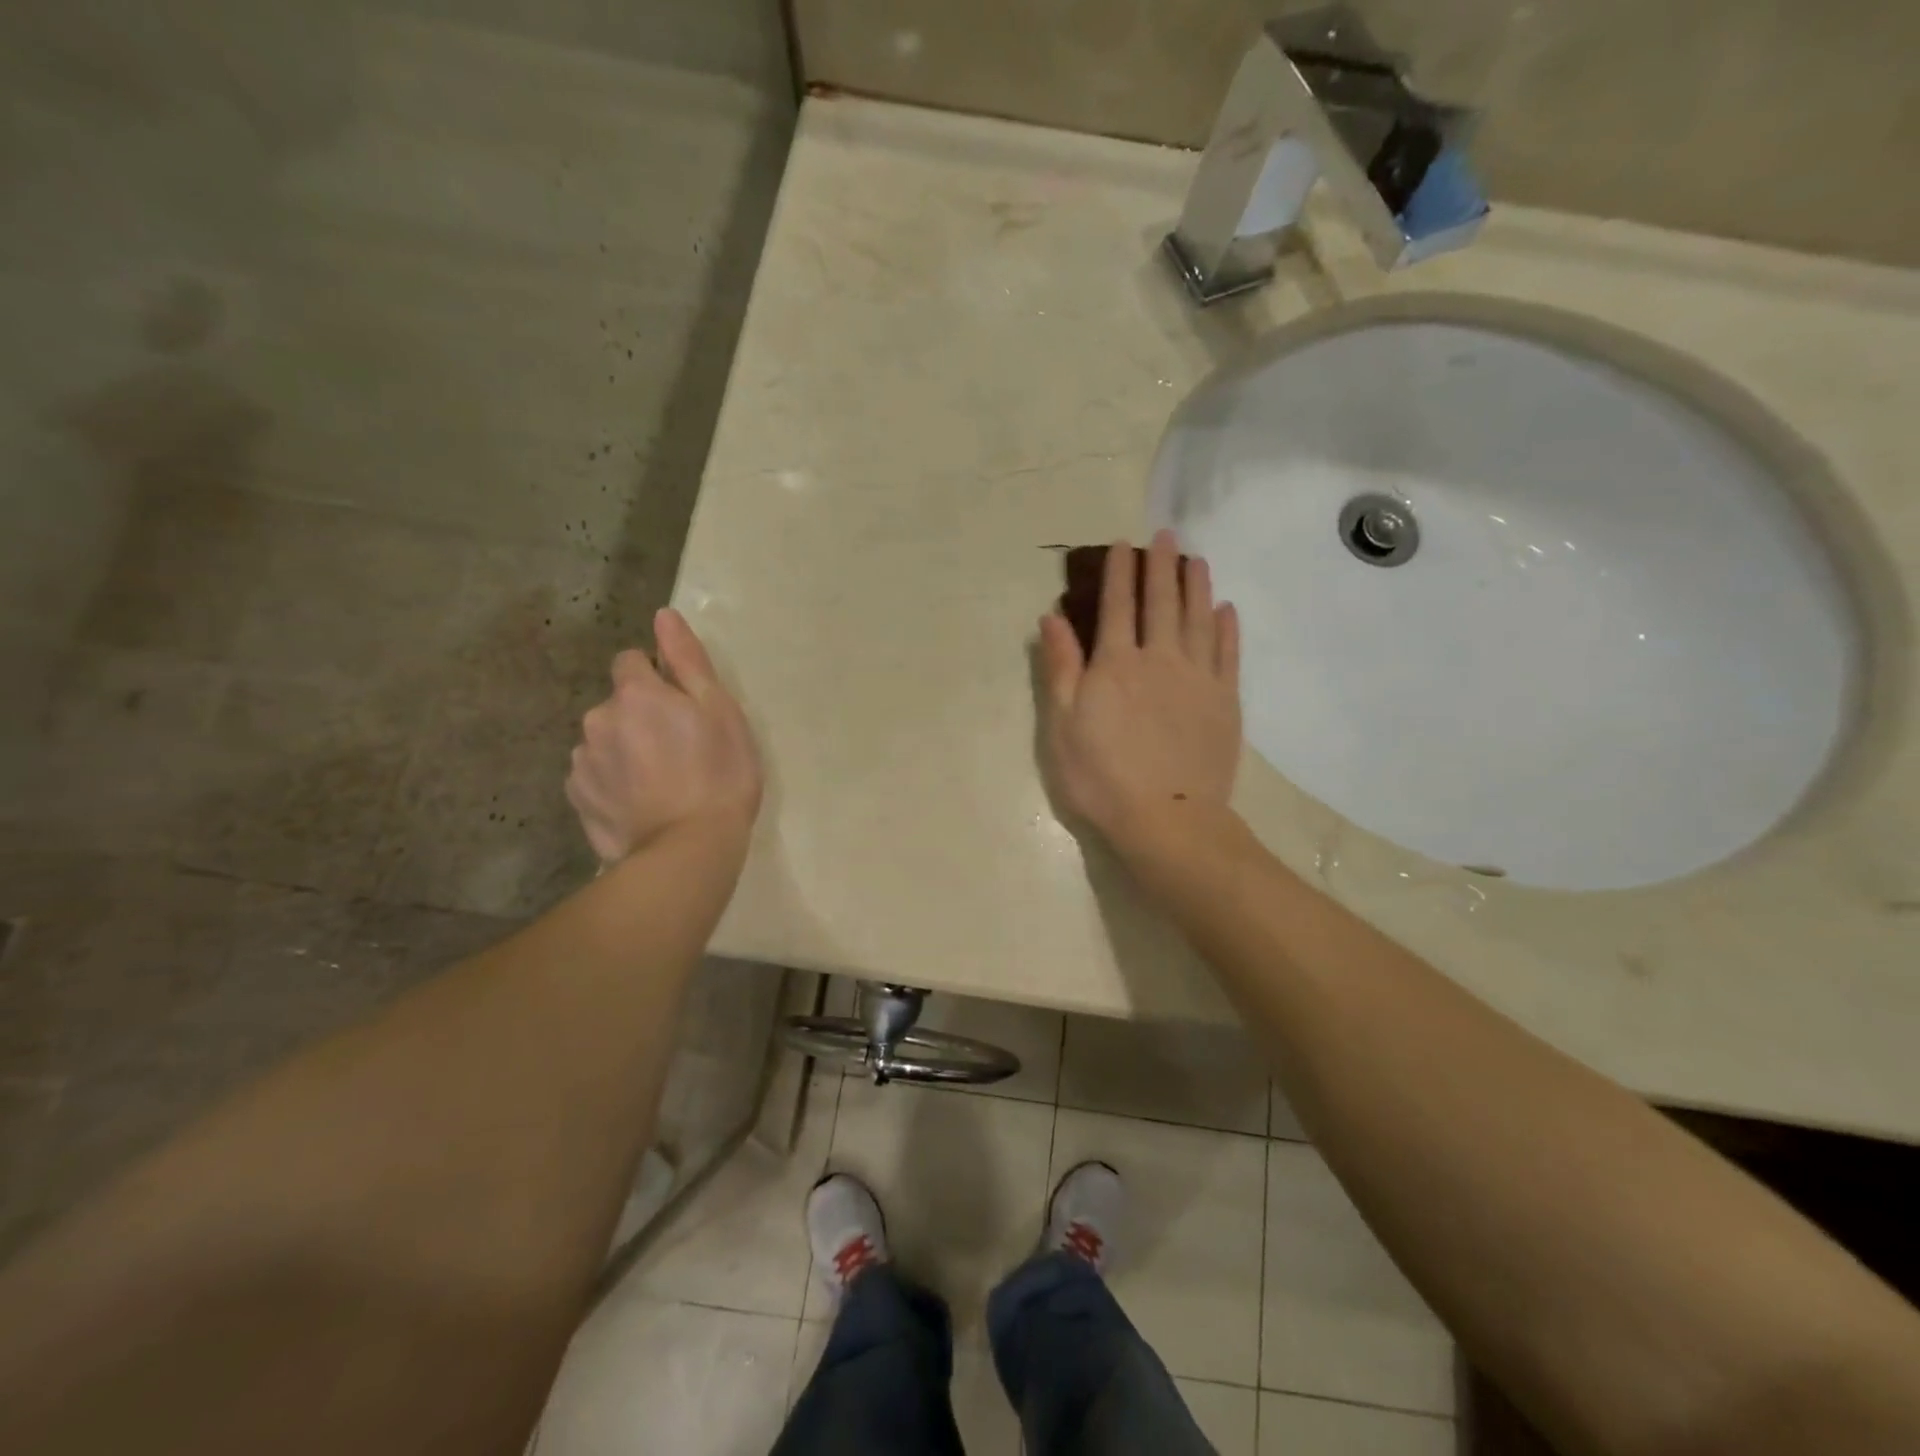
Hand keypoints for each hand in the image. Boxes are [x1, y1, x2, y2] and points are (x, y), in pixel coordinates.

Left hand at [567, 609, 762, 862]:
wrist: (689, 849)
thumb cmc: (719, 774)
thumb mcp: (720, 711)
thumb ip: (688, 660)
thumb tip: (663, 616)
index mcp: (635, 694)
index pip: (631, 661)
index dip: (657, 678)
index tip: (682, 707)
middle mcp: (597, 719)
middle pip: (618, 704)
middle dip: (641, 717)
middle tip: (680, 751)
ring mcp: (582, 762)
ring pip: (604, 740)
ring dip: (625, 749)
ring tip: (660, 783)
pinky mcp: (577, 799)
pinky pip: (594, 776)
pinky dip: (613, 782)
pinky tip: (641, 803)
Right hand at [1038, 530, 1241, 853]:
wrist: (1167, 818)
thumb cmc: (1102, 776)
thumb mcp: (1063, 725)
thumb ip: (1061, 668)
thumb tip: (1052, 617)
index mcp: (1116, 664)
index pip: (1117, 606)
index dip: (1119, 573)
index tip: (1122, 545)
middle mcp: (1160, 659)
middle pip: (1161, 602)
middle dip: (1161, 566)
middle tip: (1165, 535)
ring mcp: (1198, 678)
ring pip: (1198, 619)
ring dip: (1196, 586)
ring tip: (1196, 559)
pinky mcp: (1225, 700)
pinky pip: (1228, 653)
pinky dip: (1227, 627)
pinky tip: (1225, 609)